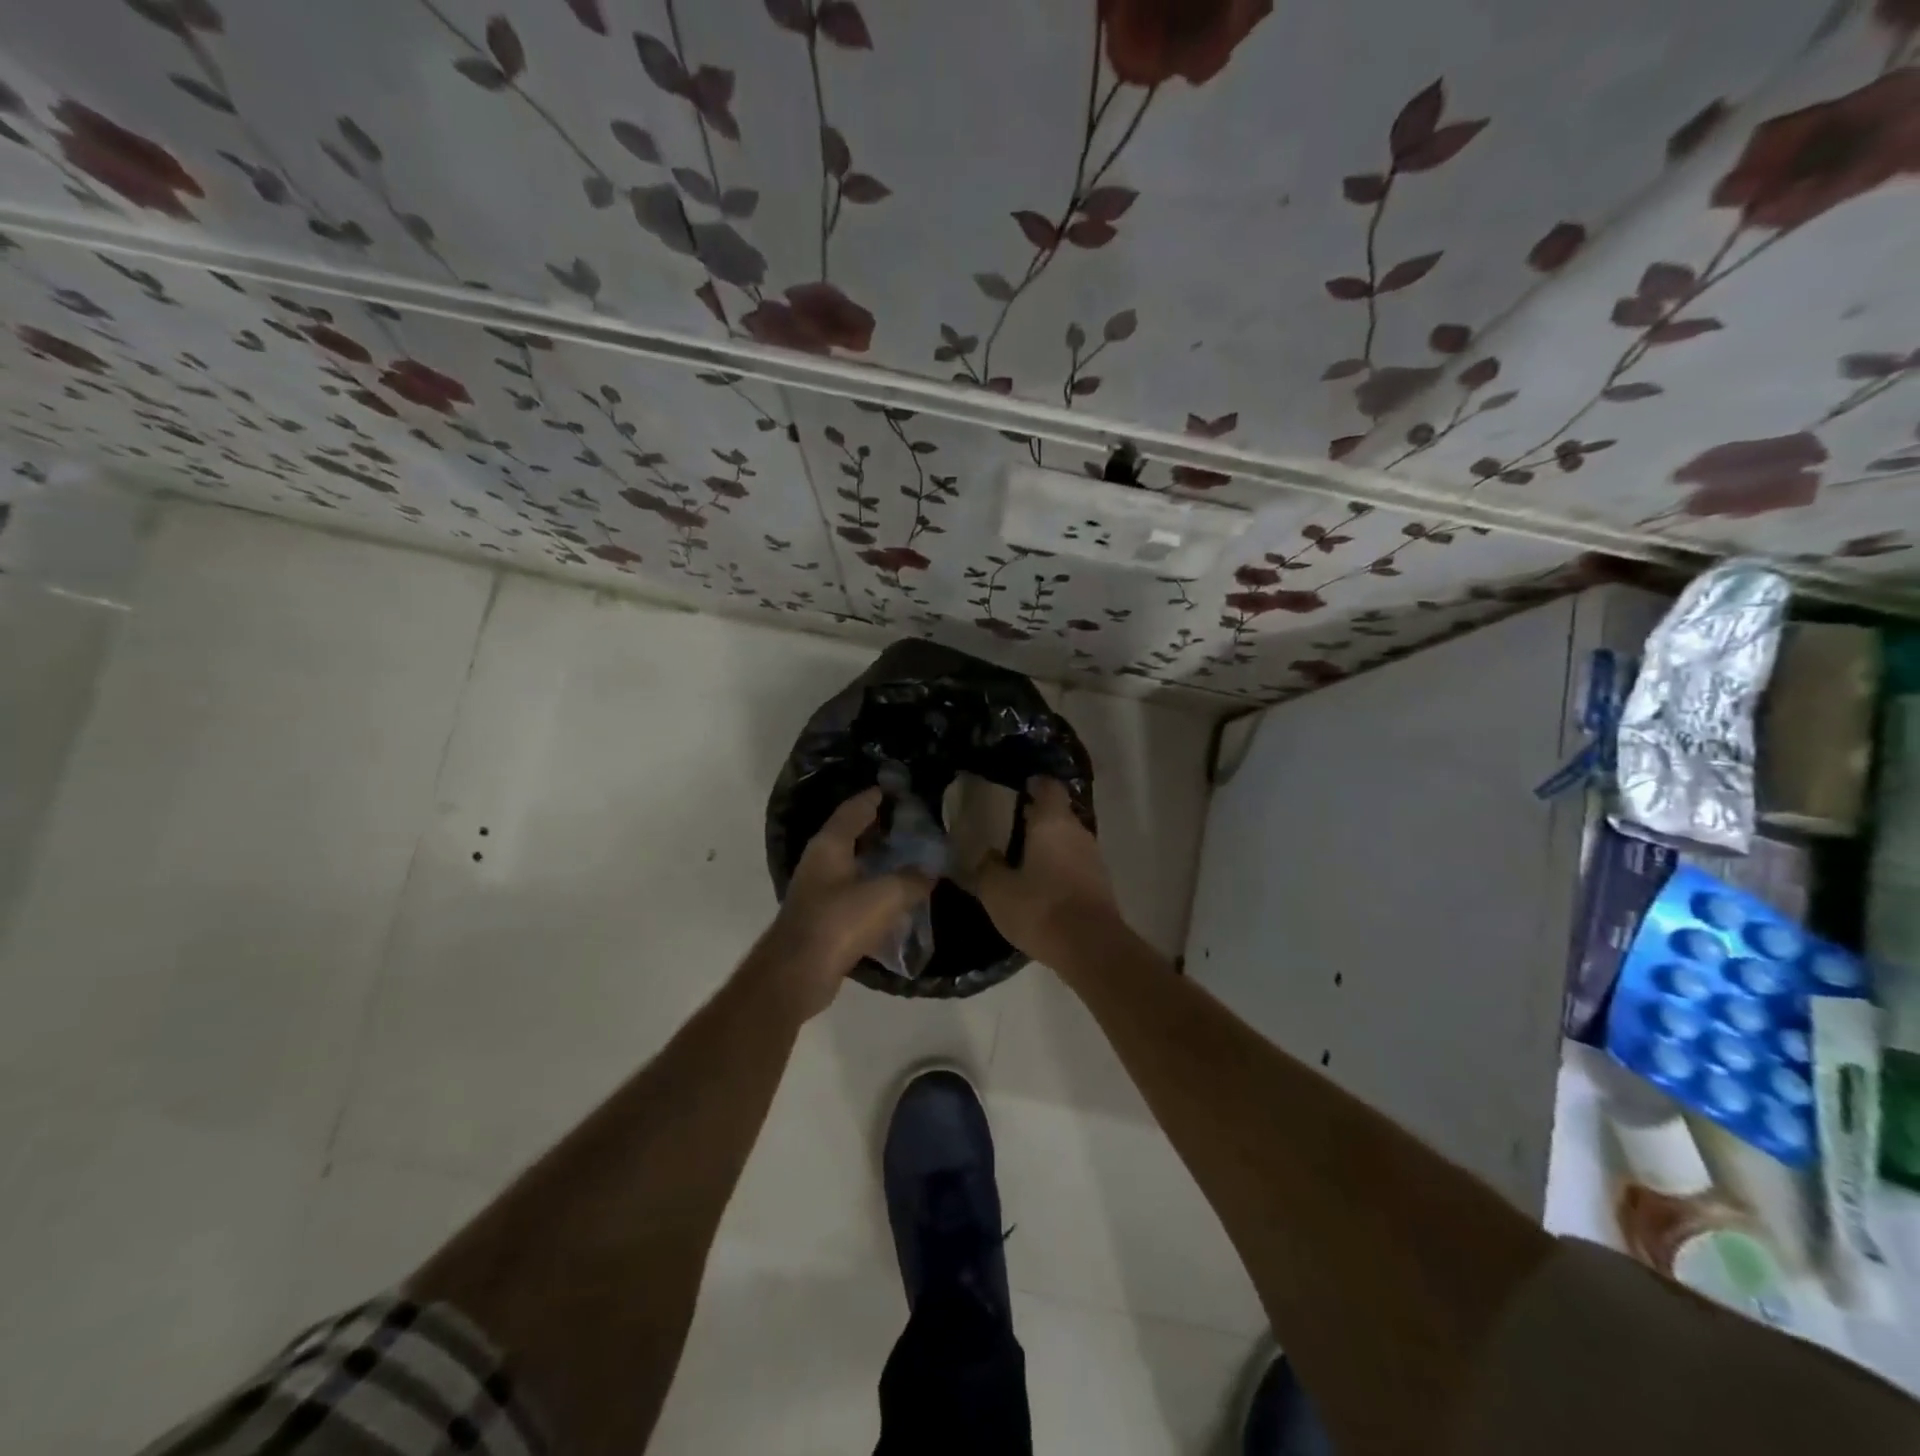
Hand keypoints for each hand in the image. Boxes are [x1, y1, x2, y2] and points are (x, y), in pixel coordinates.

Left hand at [766, 788, 933, 1016]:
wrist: (798, 974)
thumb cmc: (838, 922)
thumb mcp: (885, 895)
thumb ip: (912, 879)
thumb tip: (930, 872)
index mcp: (830, 845)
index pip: (854, 809)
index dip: (875, 797)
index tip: (898, 789)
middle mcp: (820, 861)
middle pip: (852, 834)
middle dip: (879, 828)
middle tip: (911, 823)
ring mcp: (818, 890)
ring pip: (853, 864)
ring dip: (877, 859)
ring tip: (910, 857)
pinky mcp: (823, 917)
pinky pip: (854, 892)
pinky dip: (874, 888)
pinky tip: (896, 896)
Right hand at [966, 777, 1121, 968]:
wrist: (1090, 947)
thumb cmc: (1040, 907)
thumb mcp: (997, 890)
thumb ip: (987, 868)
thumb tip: (986, 855)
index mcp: (1052, 822)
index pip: (1048, 787)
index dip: (1034, 784)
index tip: (1018, 788)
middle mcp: (1077, 832)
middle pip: (1058, 814)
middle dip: (1038, 817)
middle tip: (1011, 825)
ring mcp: (1093, 858)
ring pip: (1068, 841)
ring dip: (1049, 845)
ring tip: (1022, 857)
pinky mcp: (1100, 884)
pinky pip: (1075, 865)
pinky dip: (1059, 868)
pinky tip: (1041, 884)